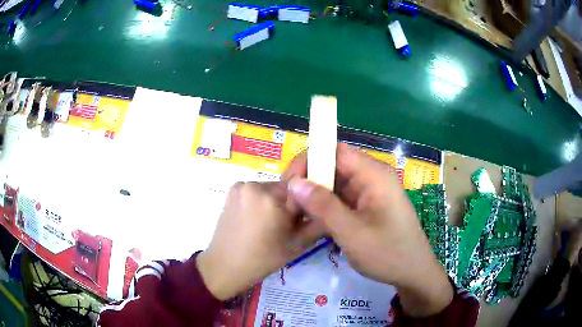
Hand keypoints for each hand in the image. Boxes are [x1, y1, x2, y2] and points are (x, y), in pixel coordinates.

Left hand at [197, 157, 324, 300]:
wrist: (225, 265)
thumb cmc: (263, 259)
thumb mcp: (297, 244)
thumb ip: (318, 222)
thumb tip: (331, 204)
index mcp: (273, 198)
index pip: (302, 181)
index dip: (310, 191)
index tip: (311, 203)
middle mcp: (256, 185)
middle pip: (285, 186)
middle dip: (290, 201)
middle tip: (289, 223)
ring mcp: (241, 186)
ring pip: (270, 188)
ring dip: (274, 201)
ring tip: (269, 224)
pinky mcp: (232, 190)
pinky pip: (256, 190)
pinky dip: (260, 201)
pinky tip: (255, 219)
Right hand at [288, 144, 452, 316]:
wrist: (413, 273)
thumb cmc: (388, 253)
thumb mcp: (352, 233)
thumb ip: (323, 206)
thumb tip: (294, 183)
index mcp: (374, 174)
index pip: (335, 151)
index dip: (309, 160)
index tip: (289, 185)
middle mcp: (372, 176)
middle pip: (333, 165)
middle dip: (309, 180)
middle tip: (289, 204)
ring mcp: (370, 191)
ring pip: (335, 182)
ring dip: (315, 194)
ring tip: (295, 212)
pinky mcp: (367, 205)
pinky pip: (342, 197)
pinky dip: (325, 205)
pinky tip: (312, 218)